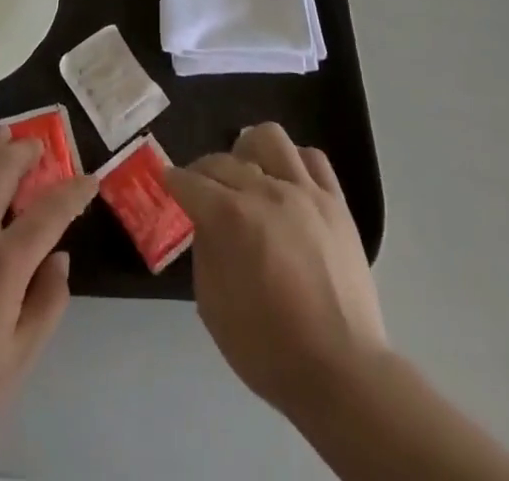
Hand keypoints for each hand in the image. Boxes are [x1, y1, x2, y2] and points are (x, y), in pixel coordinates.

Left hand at [0, 129, 97, 472]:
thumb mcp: (16, 361)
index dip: (73, 192)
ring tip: (3, 135)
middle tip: (39, 146)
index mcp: (1, 263)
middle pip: (2, 168)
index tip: (88, 179)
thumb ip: (47, 304)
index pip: (49, 211)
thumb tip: (60, 258)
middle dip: (26, 151)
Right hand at [164, 123, 386, 422]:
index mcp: (231, 217)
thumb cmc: (268, 348)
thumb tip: (206, 222)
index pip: (191, 181)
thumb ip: (205, 251)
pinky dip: (294, 162)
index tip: (167, 181)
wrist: (341, 371)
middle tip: (202, 191)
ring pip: (269, 138)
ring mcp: (305, 192)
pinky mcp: (336, 202)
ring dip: (249, 151)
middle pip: (223, 160)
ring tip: (248, 174)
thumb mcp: (212, 306)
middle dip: (204, 172)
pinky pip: (313, 158)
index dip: (173, 180)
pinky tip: (287, 183)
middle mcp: (266, 191)